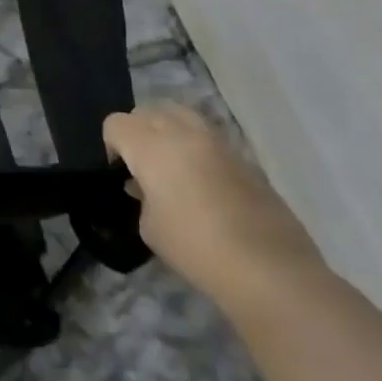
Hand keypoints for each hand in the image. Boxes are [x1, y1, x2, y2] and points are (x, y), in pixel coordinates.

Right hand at [104, 103, 324, 319]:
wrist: (270, 270)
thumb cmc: (197, 249)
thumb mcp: (149, 227)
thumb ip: (142, 196)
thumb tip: (148, 186)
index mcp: (151, 146)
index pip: (116, 123)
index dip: (111, 145)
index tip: (120, 173)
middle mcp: (182, 133)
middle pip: (148, 110)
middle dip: (138, 131)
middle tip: (143, 166)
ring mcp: (217, 141)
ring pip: (181, 115)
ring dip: (168, 132)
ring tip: (172, 167)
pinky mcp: (244, 157)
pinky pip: (208, 137)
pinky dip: (196, 147)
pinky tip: (203, 183)